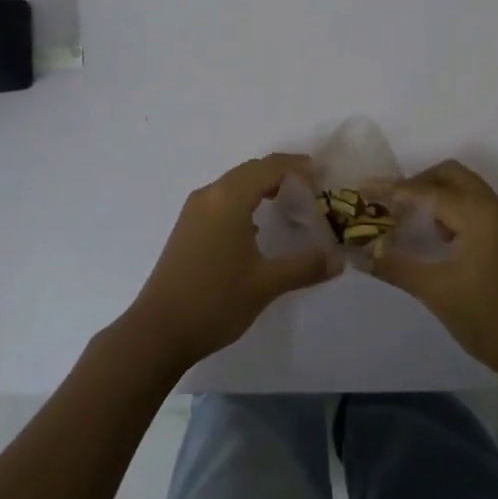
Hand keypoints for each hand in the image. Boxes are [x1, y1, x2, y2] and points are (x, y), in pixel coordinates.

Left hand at [124, 154, 340, 372]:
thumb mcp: (265, 284)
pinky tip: (256, 225)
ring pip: (234, 184)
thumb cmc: (215, 301)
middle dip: (281, 173)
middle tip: (311, 188)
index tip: (322, 176)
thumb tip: (339, 259)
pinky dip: (244, 200)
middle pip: (250, 170)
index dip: (296, 167)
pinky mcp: (187, 227)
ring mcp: (194, 211)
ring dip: (261, 185)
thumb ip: (305, 267)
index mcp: (229, 198)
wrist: (158, 331)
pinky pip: (221, 199)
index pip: (268, 167)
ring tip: (288, 202)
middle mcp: (209, 195)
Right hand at [369, 159, 497, 381]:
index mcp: (479, 214)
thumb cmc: (490, 319)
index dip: (391, 190)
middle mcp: (494, 207)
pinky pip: (473, 206)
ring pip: (463, 188)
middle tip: (387, 204)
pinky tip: (433, 237)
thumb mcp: (436, 291)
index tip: (361, 189)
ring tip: (405, 220)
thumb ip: (395, 266)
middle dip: (415, 183)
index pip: (426, 190)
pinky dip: (449, 209)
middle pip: (449, 175)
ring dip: (433, 195)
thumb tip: (357, 253)